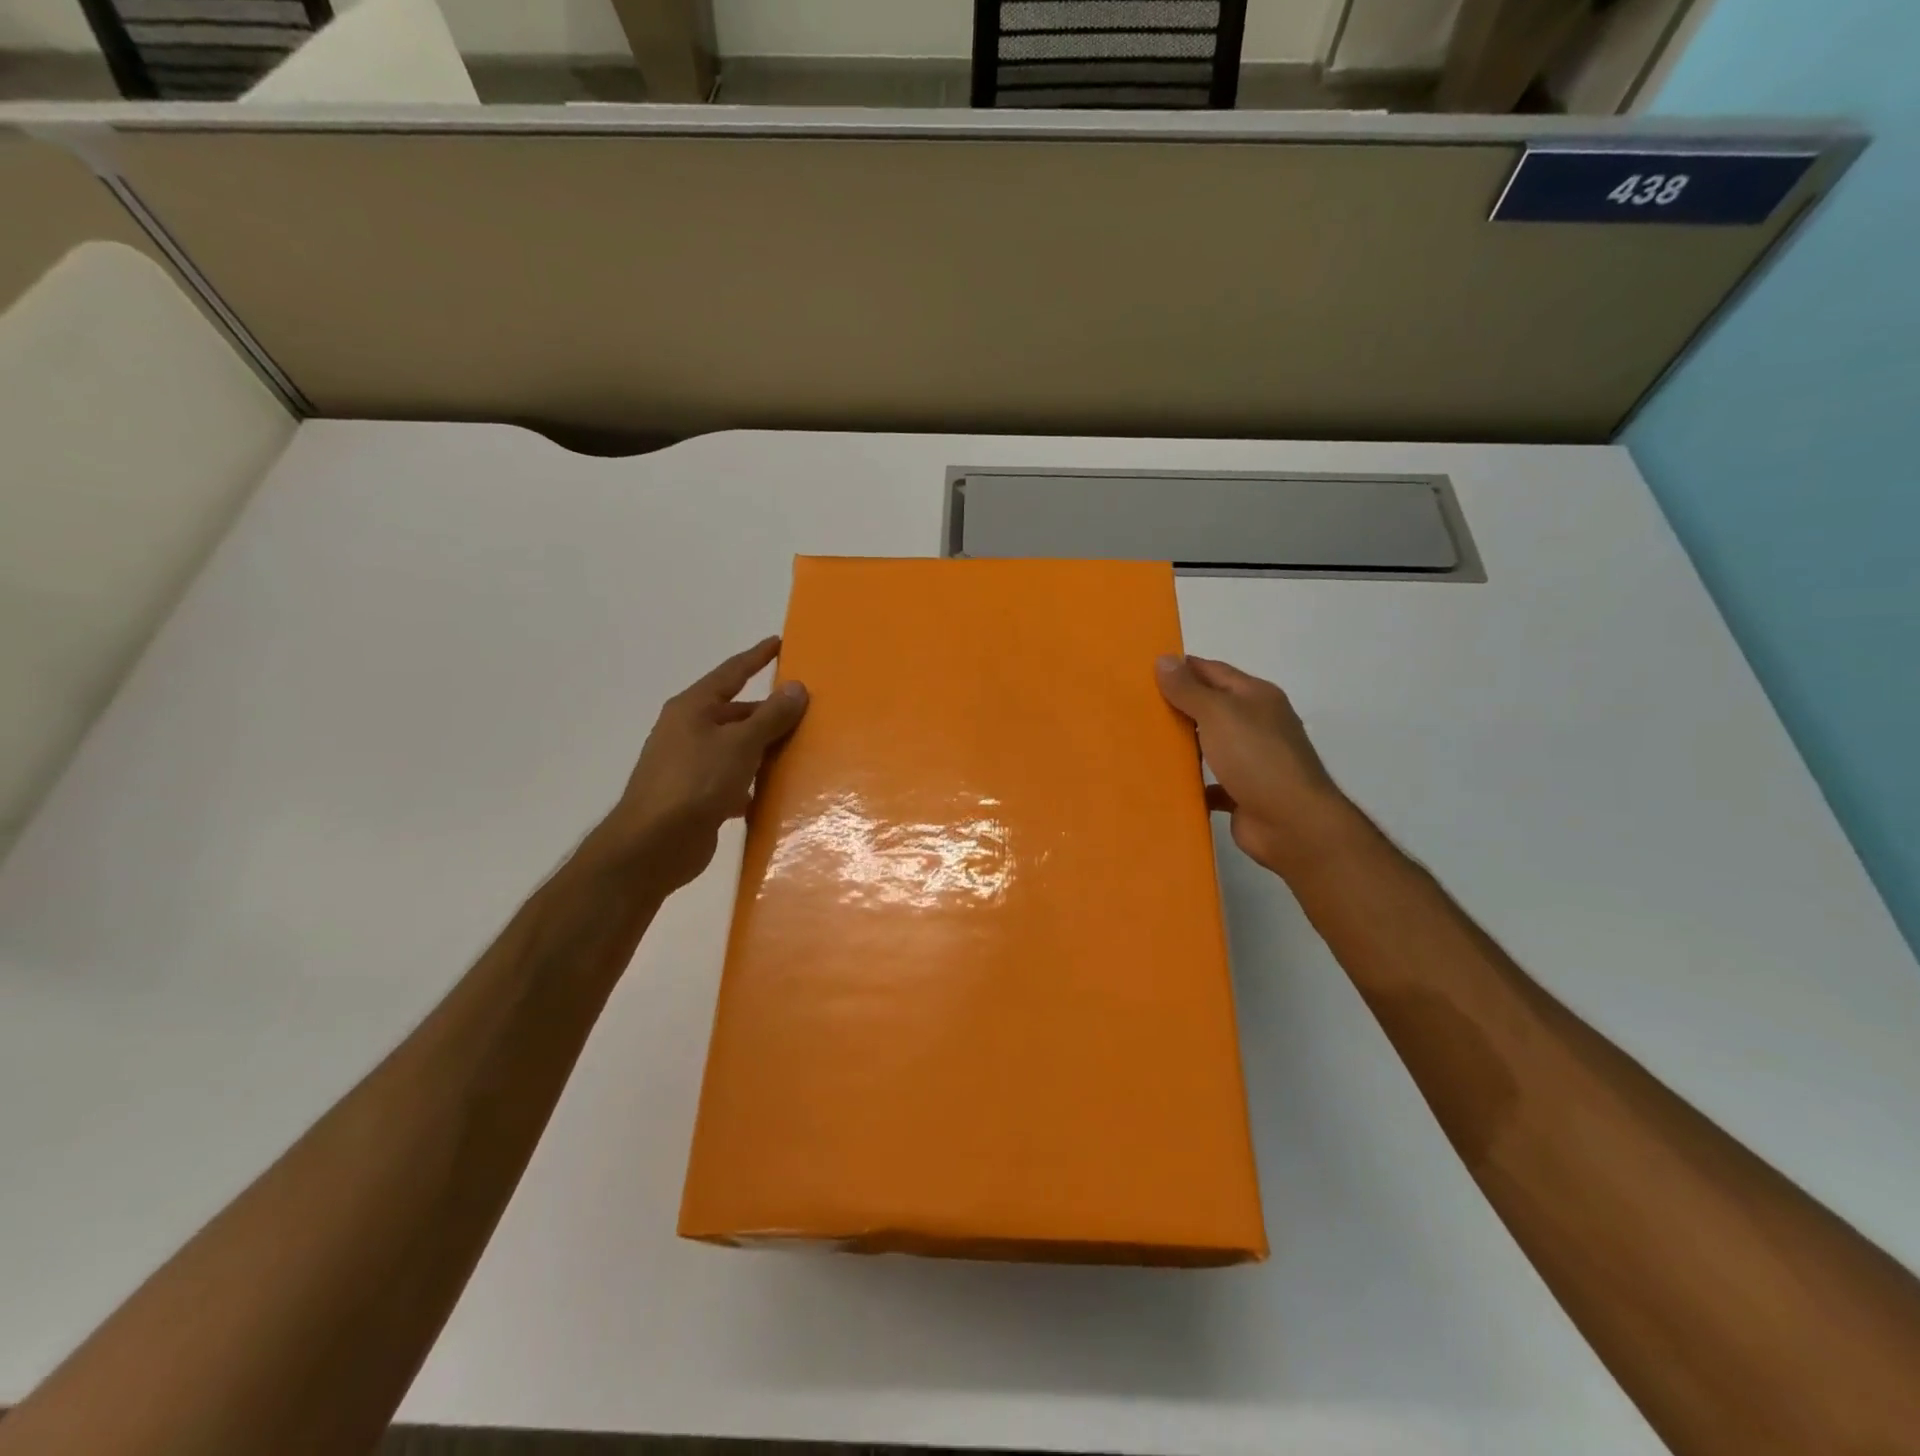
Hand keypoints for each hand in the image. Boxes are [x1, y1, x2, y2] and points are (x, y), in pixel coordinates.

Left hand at [597, 637, 807, 891]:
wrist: (653, 845)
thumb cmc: (696, 782)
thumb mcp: (740, 744)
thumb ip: (771, 716)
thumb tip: (797, 687)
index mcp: (693, 708)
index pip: (731, 673)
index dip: (756, 657)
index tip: (779, 642)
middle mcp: (688, 731)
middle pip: (736, 713)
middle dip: (768, 713)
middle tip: (805, 711)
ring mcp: (690, 765)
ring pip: (736, 749)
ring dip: (763, 750)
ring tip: (800, 751)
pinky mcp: (696, 797)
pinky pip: (732, 780)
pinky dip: (752, 783)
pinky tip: (774, 793)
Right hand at [1156, 654, 1353, 878]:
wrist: (1293, 824)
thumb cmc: (1257, 758)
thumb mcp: (1219, 714)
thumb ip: (1189, 689)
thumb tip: (1164, 659)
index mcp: (1255, 697)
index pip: (1212, 671)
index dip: (1180, 668)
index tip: (1141, 673)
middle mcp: (1256, 724)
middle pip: (1210, 707)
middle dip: (1176, 706)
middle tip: (1133, 707)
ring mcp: (1251, 760)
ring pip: (1209, 744)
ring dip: (1182, 744)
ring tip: (1140, 741)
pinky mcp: (1242, 793)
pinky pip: (1209, 782)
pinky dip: (1190, 782)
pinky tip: (1162, 782)